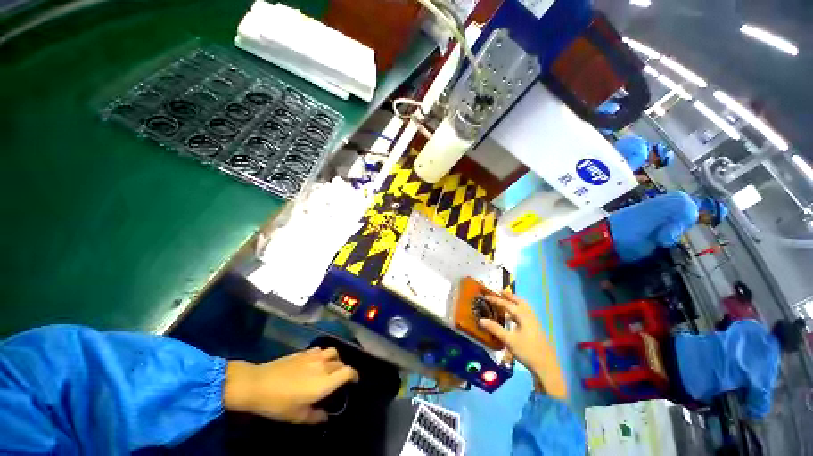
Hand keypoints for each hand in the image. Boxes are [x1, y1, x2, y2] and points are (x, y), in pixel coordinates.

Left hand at [223, 347, 358, 423]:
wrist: (258, 384)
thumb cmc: (278, 404)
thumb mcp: (297, 416)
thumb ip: (315, 416)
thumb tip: (326, 417)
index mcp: (325, 382)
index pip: (348, 372)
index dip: (354, 376)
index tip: (354, 382)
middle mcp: (323, 366)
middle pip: (341, 363)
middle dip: (343, 370)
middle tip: (338, 380)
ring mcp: (314, 356)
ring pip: (333, 352)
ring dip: (336, 359)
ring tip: (330, 367)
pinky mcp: (304, 352)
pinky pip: (321, 349)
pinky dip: (324, 354)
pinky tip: (316, 361)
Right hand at [479, 292, 567, 399]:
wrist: (546, 367)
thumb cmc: (527, 351)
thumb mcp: (509, 340)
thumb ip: (495, 329)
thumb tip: (481, 320)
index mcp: (523, 316)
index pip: (507, 304)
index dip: (496, 300)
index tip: (486, 296)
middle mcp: (529, 316)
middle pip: (519, 301)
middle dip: (509, 296)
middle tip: (500, 291)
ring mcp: (535, 322)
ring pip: (525, 307)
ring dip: (516, 301)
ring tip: (507, 300)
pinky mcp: (536, 329)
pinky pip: (527, 313)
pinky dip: (519, 309)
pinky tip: (515, 316)